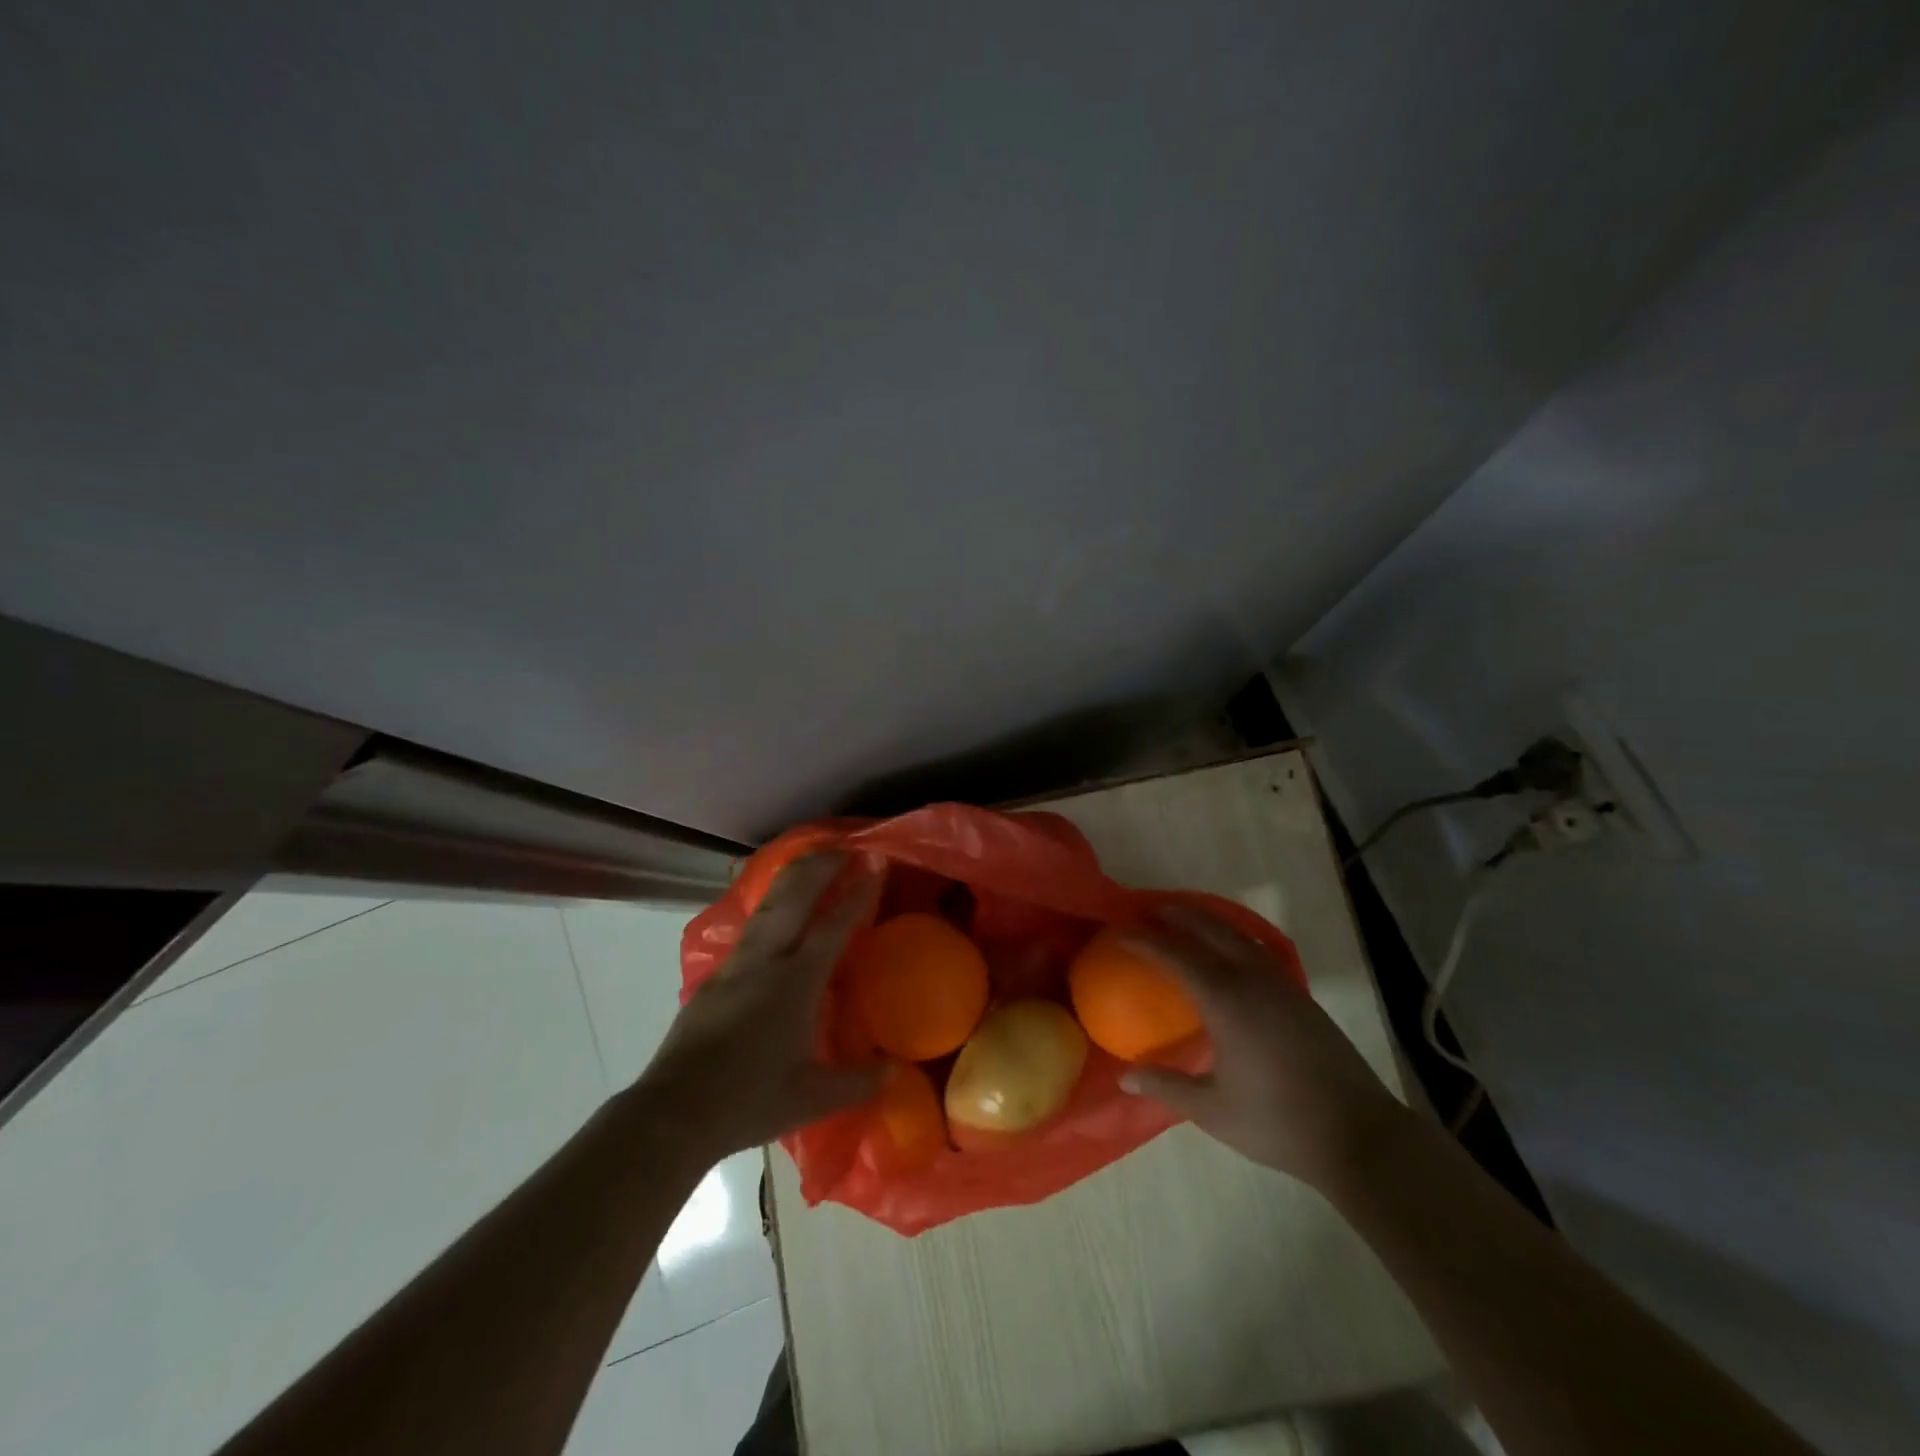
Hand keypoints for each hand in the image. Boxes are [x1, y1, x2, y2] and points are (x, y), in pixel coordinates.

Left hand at [635, 852, 882, 1157]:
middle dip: (820, 867)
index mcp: (796, 983)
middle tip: (844, 847)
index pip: (833, 925)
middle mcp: (766, 961)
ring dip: (792, 878)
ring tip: (811, 861)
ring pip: (767, 905)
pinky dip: (770, 904)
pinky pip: (750, 925)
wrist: (673, 1112)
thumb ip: (857, 1082)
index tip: (874, 863)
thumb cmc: (748, 1101)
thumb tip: (893, 1072)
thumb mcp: (811, 1097)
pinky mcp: (714, 976)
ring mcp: (736, 964)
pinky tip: (775, 910)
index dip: (857, 893)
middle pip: (794, 898)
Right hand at [1118, 904, 1414, 1189]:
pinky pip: (1258, 950)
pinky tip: (1230, 953)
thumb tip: (1125, 1078)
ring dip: (1209, 922)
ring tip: (1187, 920)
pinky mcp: (1301, 996)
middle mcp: (1252, 980)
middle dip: (1178, 915)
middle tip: (1150, 910)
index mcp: (1226, 1001)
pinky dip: (1234, 938)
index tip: (1120, 932)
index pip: (1176, 955)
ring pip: (1239, 936)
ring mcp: (1282, 985)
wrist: (1359, 1135)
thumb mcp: (1213, 1110)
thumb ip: (1167, 1087)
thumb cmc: (1278, 1123)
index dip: (1145, 940)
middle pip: (1210, 930)